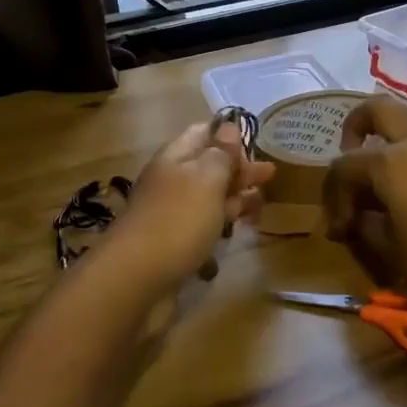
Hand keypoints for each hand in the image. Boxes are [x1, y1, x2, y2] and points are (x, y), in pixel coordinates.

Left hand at [113, 121, 275, 292]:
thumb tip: (228, 126)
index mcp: (175, 157)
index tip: (256, 145)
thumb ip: (221, 154)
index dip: (229, 136)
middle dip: (239, 169)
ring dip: (233, 198)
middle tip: (271, 175)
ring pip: (207, 198)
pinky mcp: (174, 244)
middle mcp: (171, 181)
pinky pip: (202, 226)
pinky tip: (236, 230)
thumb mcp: (206, 179)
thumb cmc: (178, 220)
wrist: (136, 279)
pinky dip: (220, 224)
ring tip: (260, 203)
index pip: (203, 133)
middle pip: (208, 167)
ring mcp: (171, 214)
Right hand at [322, 97, 406, 319]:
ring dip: (385, 136)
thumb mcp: (387, 246)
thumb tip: (352, 218)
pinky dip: (406, 150)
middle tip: (349, 153)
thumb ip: (362, 223)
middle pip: (377, 109)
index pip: (345, 166)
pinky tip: (402, 185)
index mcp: (390, 161)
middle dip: (355, 126)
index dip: (334, 197)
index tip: (339, 230)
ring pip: (405, 119)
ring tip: (376, 173)